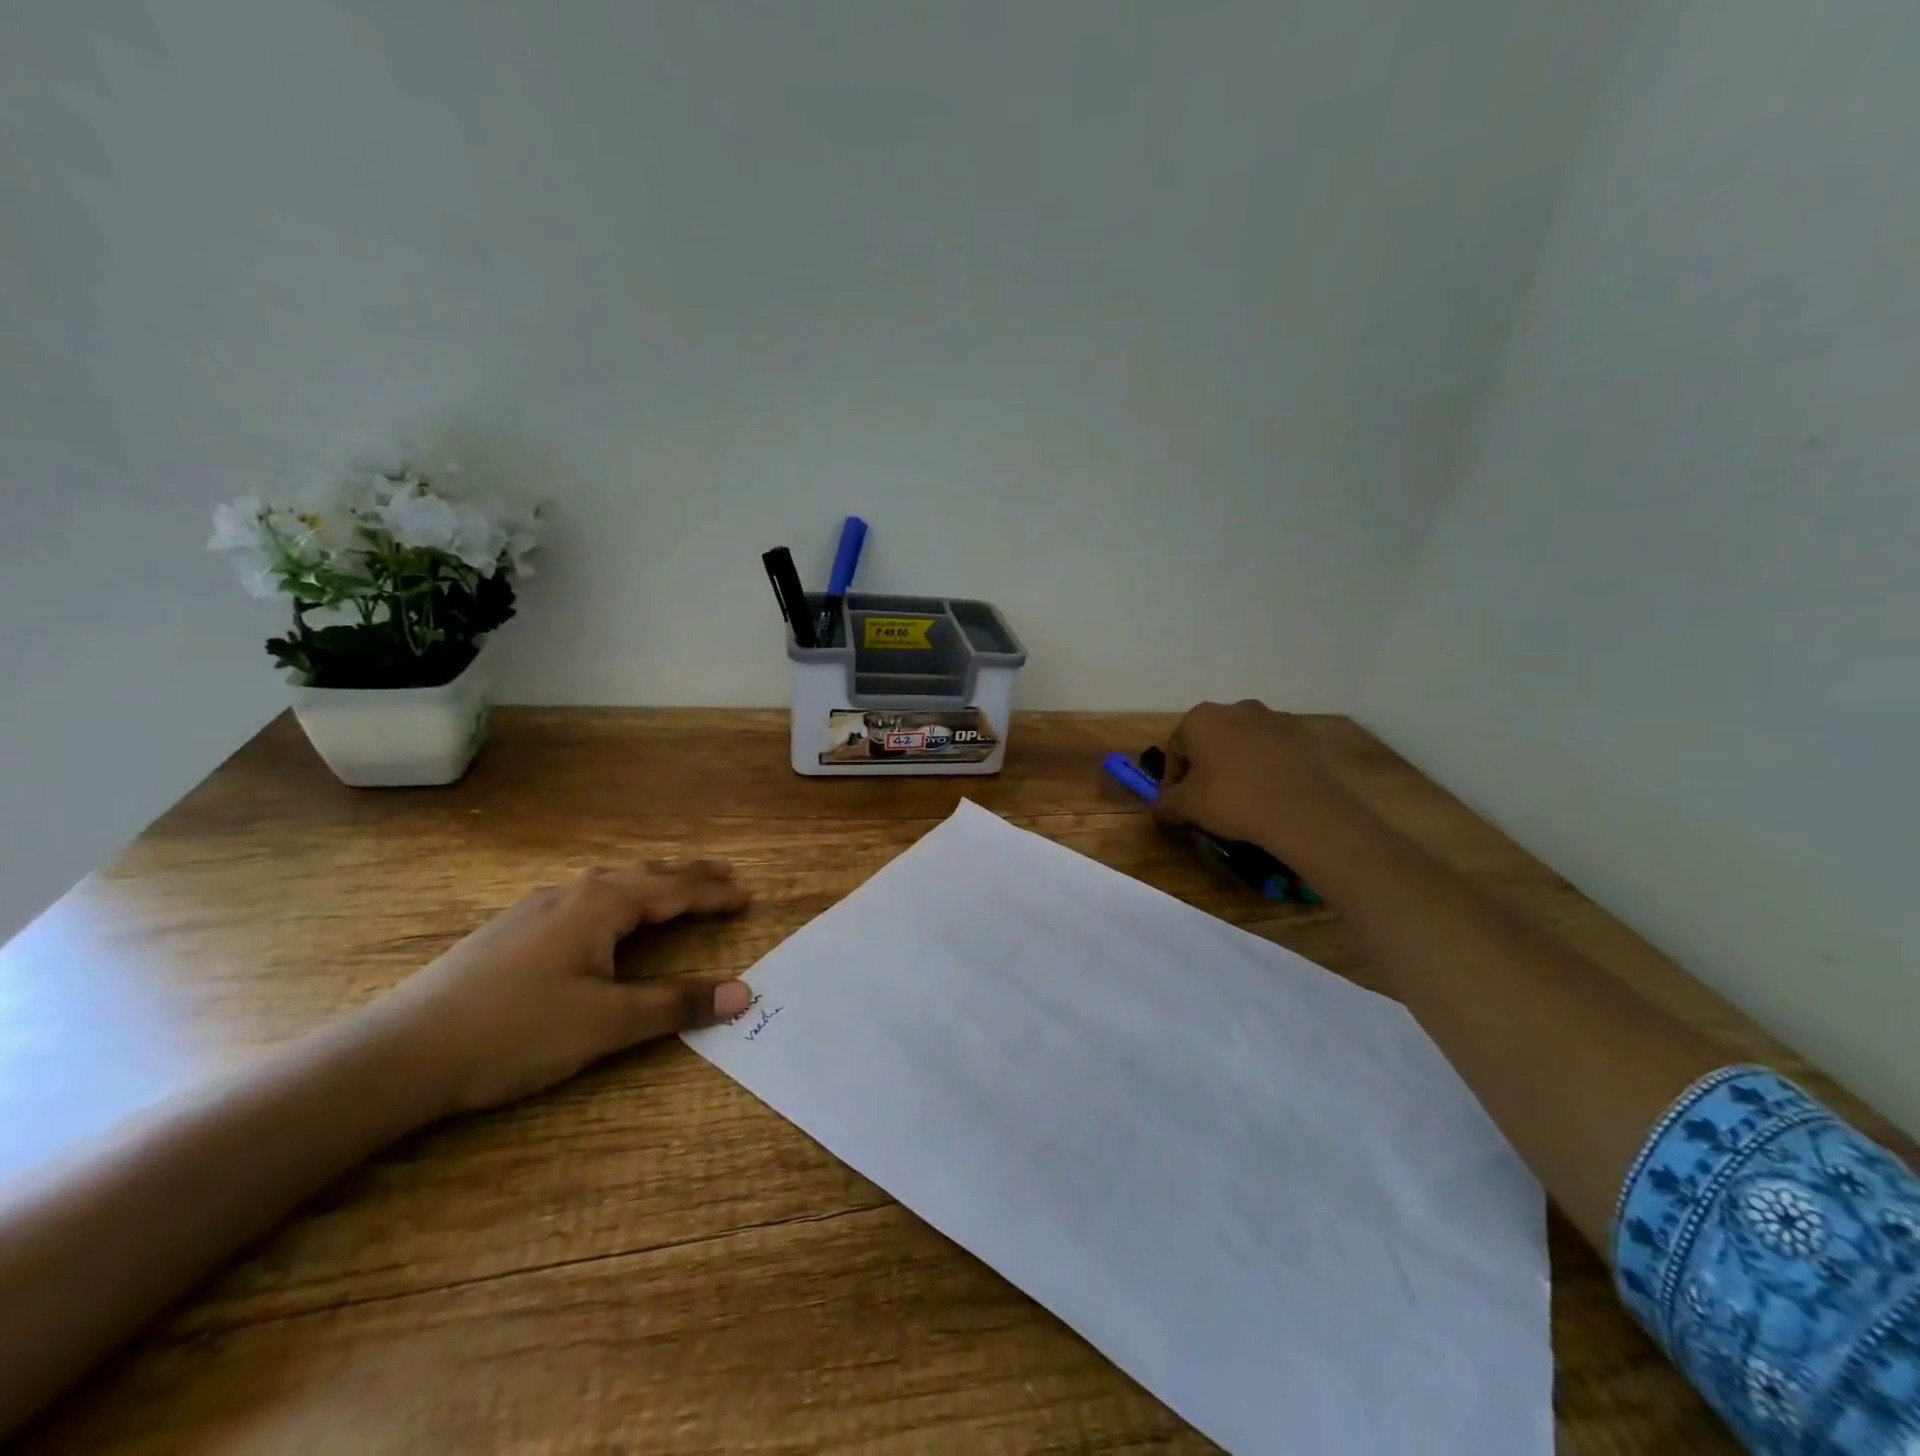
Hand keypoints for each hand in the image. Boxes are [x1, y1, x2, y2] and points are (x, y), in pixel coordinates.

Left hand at [375, 860, 753, 1113]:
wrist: (401, 1053)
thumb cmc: (515, 1032)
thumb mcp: (606, 1023)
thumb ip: (675, 1004)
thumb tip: (743, 992)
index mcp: (602, 904)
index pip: (675, 890)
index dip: (715, 893)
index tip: (749, 894)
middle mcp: (574, 892)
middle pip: (646, 875)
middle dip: (690, 875)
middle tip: (726, 874)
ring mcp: (538, 906)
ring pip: (612, 882)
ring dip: (653, 881)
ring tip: (676, 886)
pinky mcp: (513, 927)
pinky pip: (586, 895)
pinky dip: (620, 894)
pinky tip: (606, 912)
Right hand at [1153, 701, 1367, 861]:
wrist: (1302, 809)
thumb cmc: (1231, 799)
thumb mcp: (1186, 807)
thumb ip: (1165, 804)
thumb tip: (1159, 808)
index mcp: (1201, 718)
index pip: (1175, 748)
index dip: (1174, 778)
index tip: (1180, 802)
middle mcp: (1235, 709)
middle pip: (1210, 740)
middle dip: (1206, 766)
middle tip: (1209, 799)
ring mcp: (1272, 719)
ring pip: (1243, 743)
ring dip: (1236, 764)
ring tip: (1242, 798)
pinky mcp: (1301, 735)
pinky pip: (1272, 751)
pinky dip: (1265, 767)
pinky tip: (1269, 793)